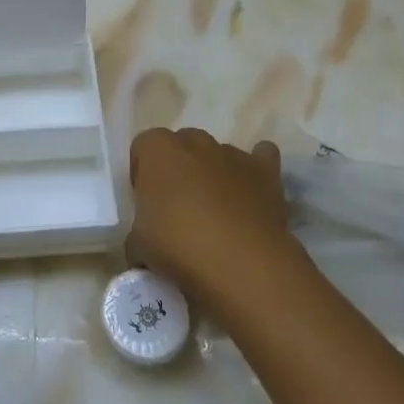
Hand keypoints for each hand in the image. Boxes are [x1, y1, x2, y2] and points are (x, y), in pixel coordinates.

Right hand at [128, 128, 293, 305]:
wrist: (240, 262)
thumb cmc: (178, 245)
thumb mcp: (137, 243)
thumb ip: (138, 230)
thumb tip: (144, 242)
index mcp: (158, 149)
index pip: (142, 147)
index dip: (142, 173)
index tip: (146, 203)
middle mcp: (194, 141)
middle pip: (181, 146)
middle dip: (179, 170)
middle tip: (178, 208)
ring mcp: (232, 153)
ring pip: (217, 154)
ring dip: (213, 174)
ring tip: (216, 213)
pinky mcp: (265, 171)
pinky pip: (261, 157)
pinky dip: (254, 171)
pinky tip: (251, 193)